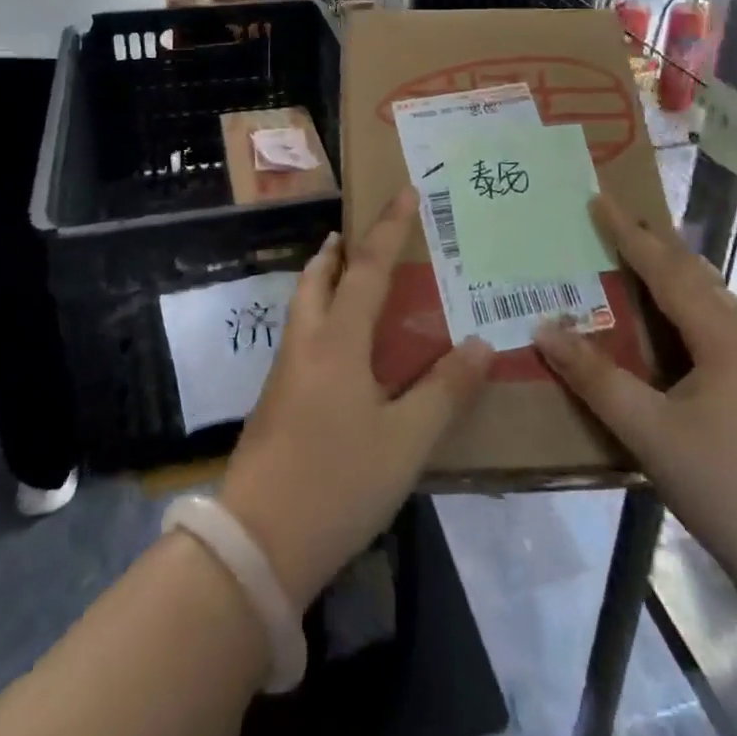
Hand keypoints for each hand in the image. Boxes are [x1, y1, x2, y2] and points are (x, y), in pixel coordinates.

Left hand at [220, 188, 493, 608]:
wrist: (257, 543)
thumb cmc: (338, 481)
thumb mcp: (406, 441)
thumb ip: (445, 390)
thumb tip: (479, 342)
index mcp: (338, 340)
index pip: (368, 268)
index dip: (389, 228)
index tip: (404, 192)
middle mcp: (306, 343)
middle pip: (318, 277)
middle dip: (340, 249)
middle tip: (360, 234)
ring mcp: (284, 372)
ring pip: (304, 305)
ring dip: (325, 279)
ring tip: (349, 277)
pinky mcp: (276, 400)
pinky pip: (301, 336)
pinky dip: (321, 316)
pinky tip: (340, 347)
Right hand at [533, 195, 736, 568]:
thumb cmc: (727, 484)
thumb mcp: (648, 430)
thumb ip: (595, 377)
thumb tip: (544, 327)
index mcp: (717, 334)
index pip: (664, 267)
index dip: (627, 233)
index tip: (597, 199)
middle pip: (693, 274)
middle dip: (653, 243)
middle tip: (614, 222)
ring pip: (707, 300)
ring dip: (671, 273)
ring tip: (638, 261)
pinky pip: (710, 326)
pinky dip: (681, 307)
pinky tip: (668, 328)